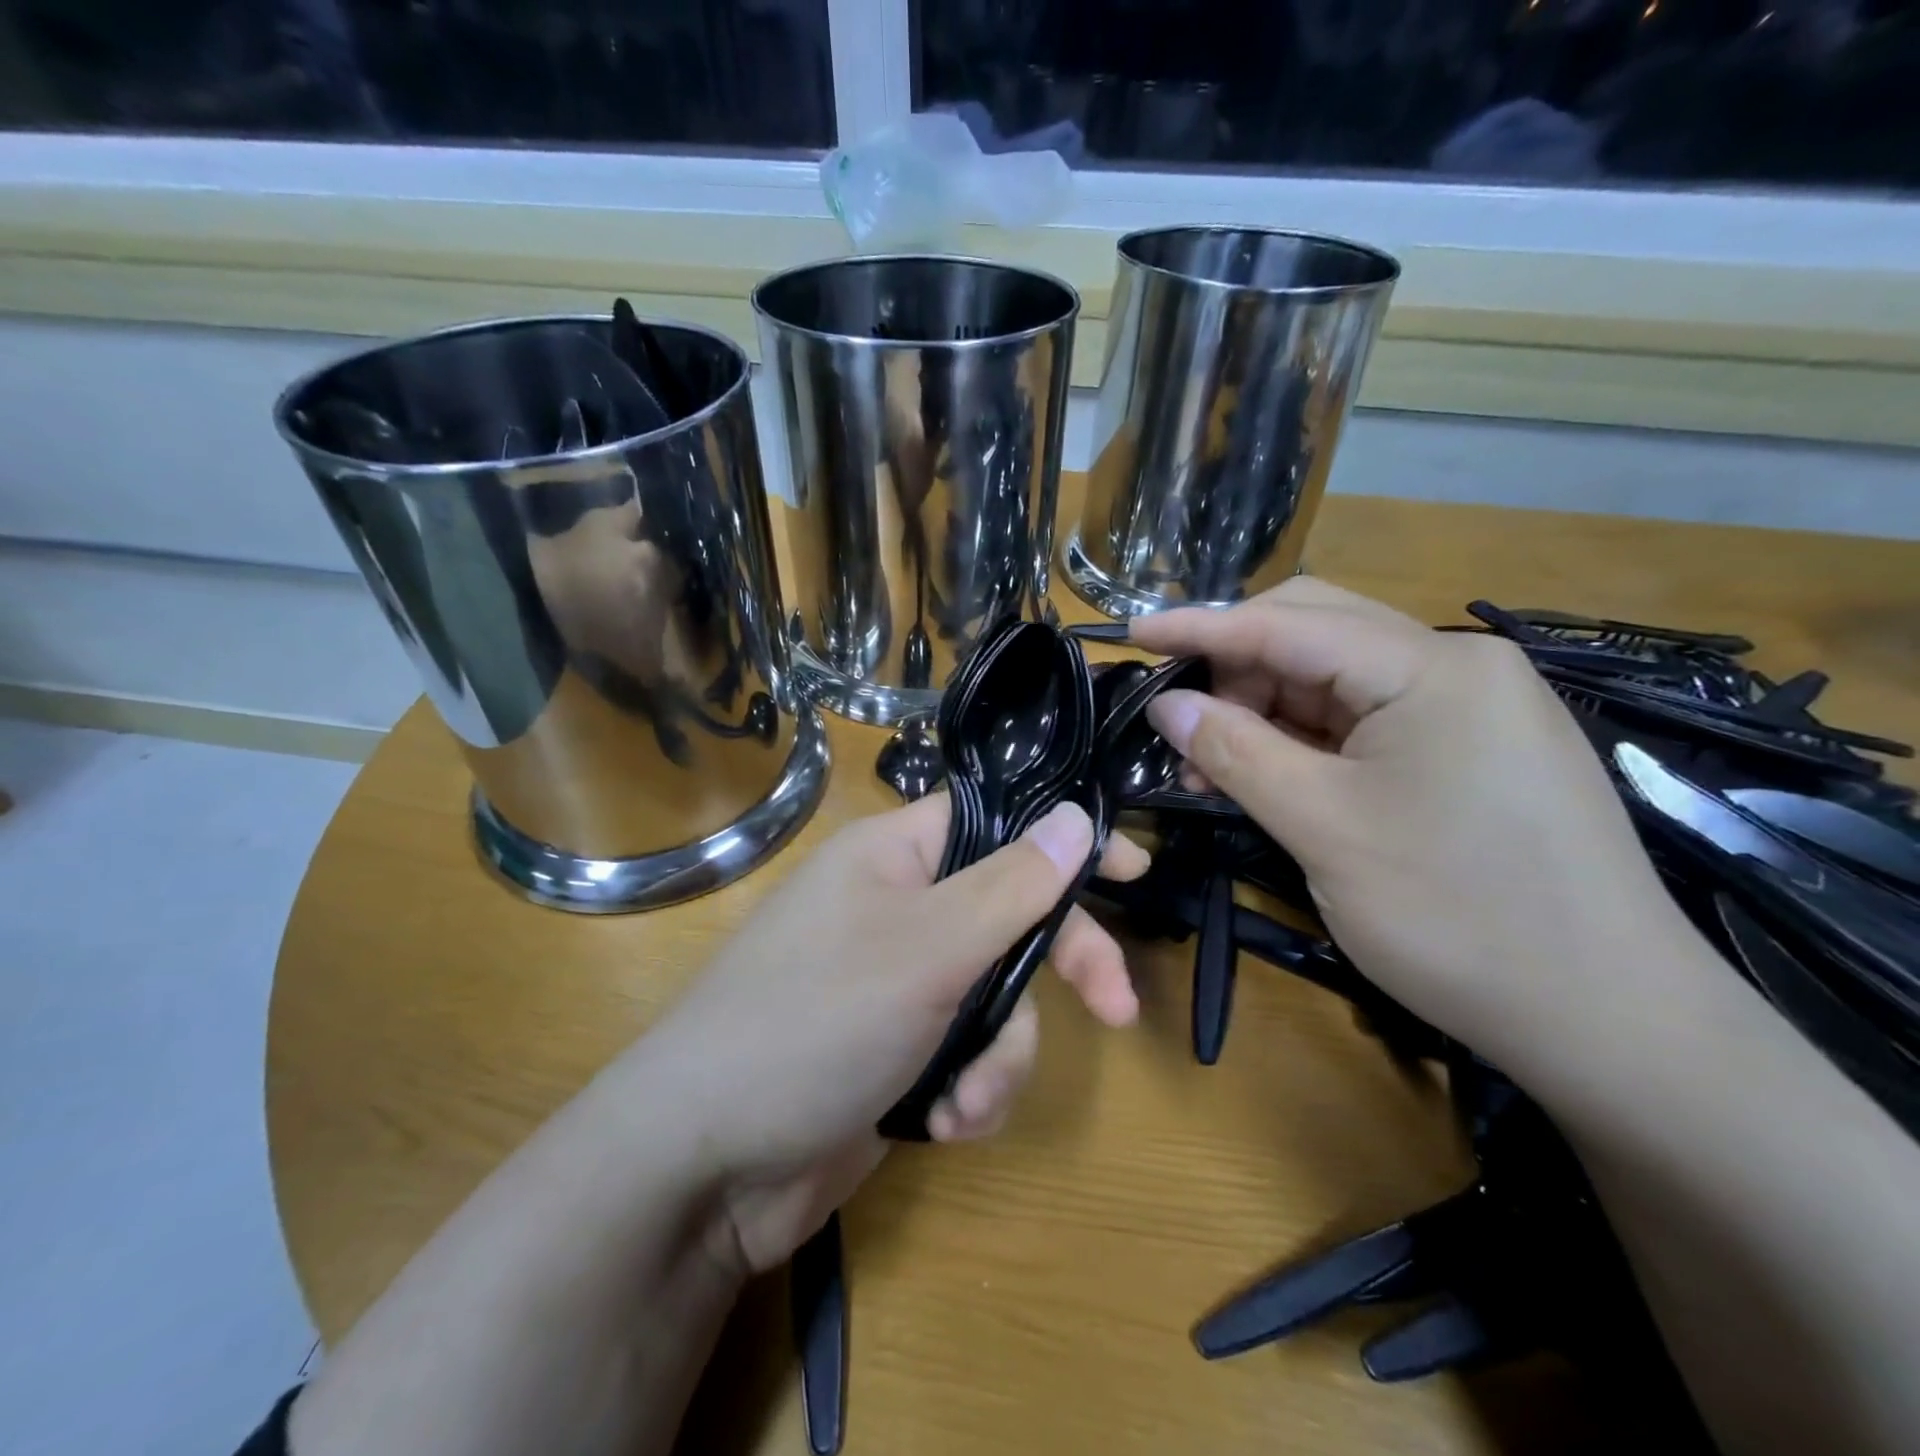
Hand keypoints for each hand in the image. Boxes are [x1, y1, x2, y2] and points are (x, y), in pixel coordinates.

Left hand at [634, 795, 1147, 1273]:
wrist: (708, 1164)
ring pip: (998, 996)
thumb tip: (1073, 816)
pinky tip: (940, 1124)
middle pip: (1010, 916)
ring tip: (962, 1102)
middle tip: (1117, 1009)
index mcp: (895, 856)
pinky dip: (968, 1089)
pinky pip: (968, 1051)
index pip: (997, 821)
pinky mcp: (898, 1047)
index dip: (1063, 839)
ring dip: (999, 1056)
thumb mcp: (927, 948)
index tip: (1132, 870)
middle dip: (1059, 968)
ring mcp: (898, 981)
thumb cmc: (815, 1023)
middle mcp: (899, 907)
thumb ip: (1009, 885)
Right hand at [1130, 578, 1689, 1067]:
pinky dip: (1305, 738)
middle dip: (1235, 667)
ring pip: (1336, 680)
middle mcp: (1458, 666)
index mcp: (1432, 668)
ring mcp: (1472, 707)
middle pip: (1317, 634)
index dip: (1200, 627)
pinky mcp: (1472, 749)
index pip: (1289, 625)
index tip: (1132, 631)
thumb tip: (1166, 703)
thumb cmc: (1457, 916)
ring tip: (1210, 762)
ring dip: (1264, 708)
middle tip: (1175, 715)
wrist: (1609, 1021)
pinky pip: (1366, 720)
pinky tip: (1269, 771)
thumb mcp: (1322, 828)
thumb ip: (1235, 751)